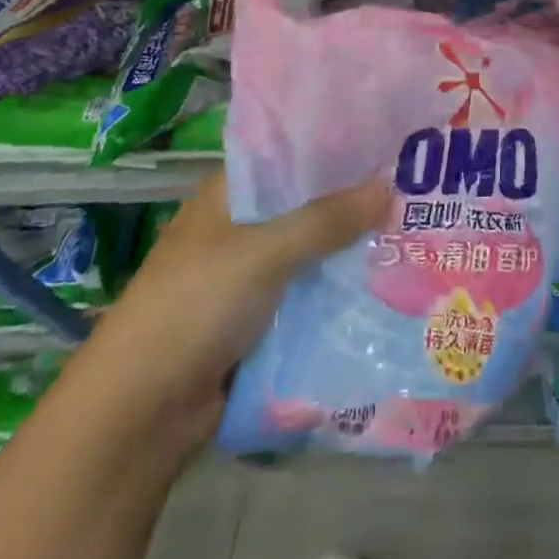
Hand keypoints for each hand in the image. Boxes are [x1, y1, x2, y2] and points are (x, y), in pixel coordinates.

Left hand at [79, 172, 391, 456]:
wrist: (138, 415)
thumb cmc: (193, 308)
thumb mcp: (262, 254)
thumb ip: (326, 219)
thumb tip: (390, 186)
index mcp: (229, 195)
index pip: (291, 155)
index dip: (338, 148)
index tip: (392, 143)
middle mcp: (241, 226)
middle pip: (309, 203)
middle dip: (357, 200)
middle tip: (420, 189)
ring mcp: (251, 274)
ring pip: (314, 250)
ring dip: (353, 246)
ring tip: (418, 230)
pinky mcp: (261, 317)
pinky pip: (311, 291)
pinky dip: (342, 286)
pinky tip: (388, 280)